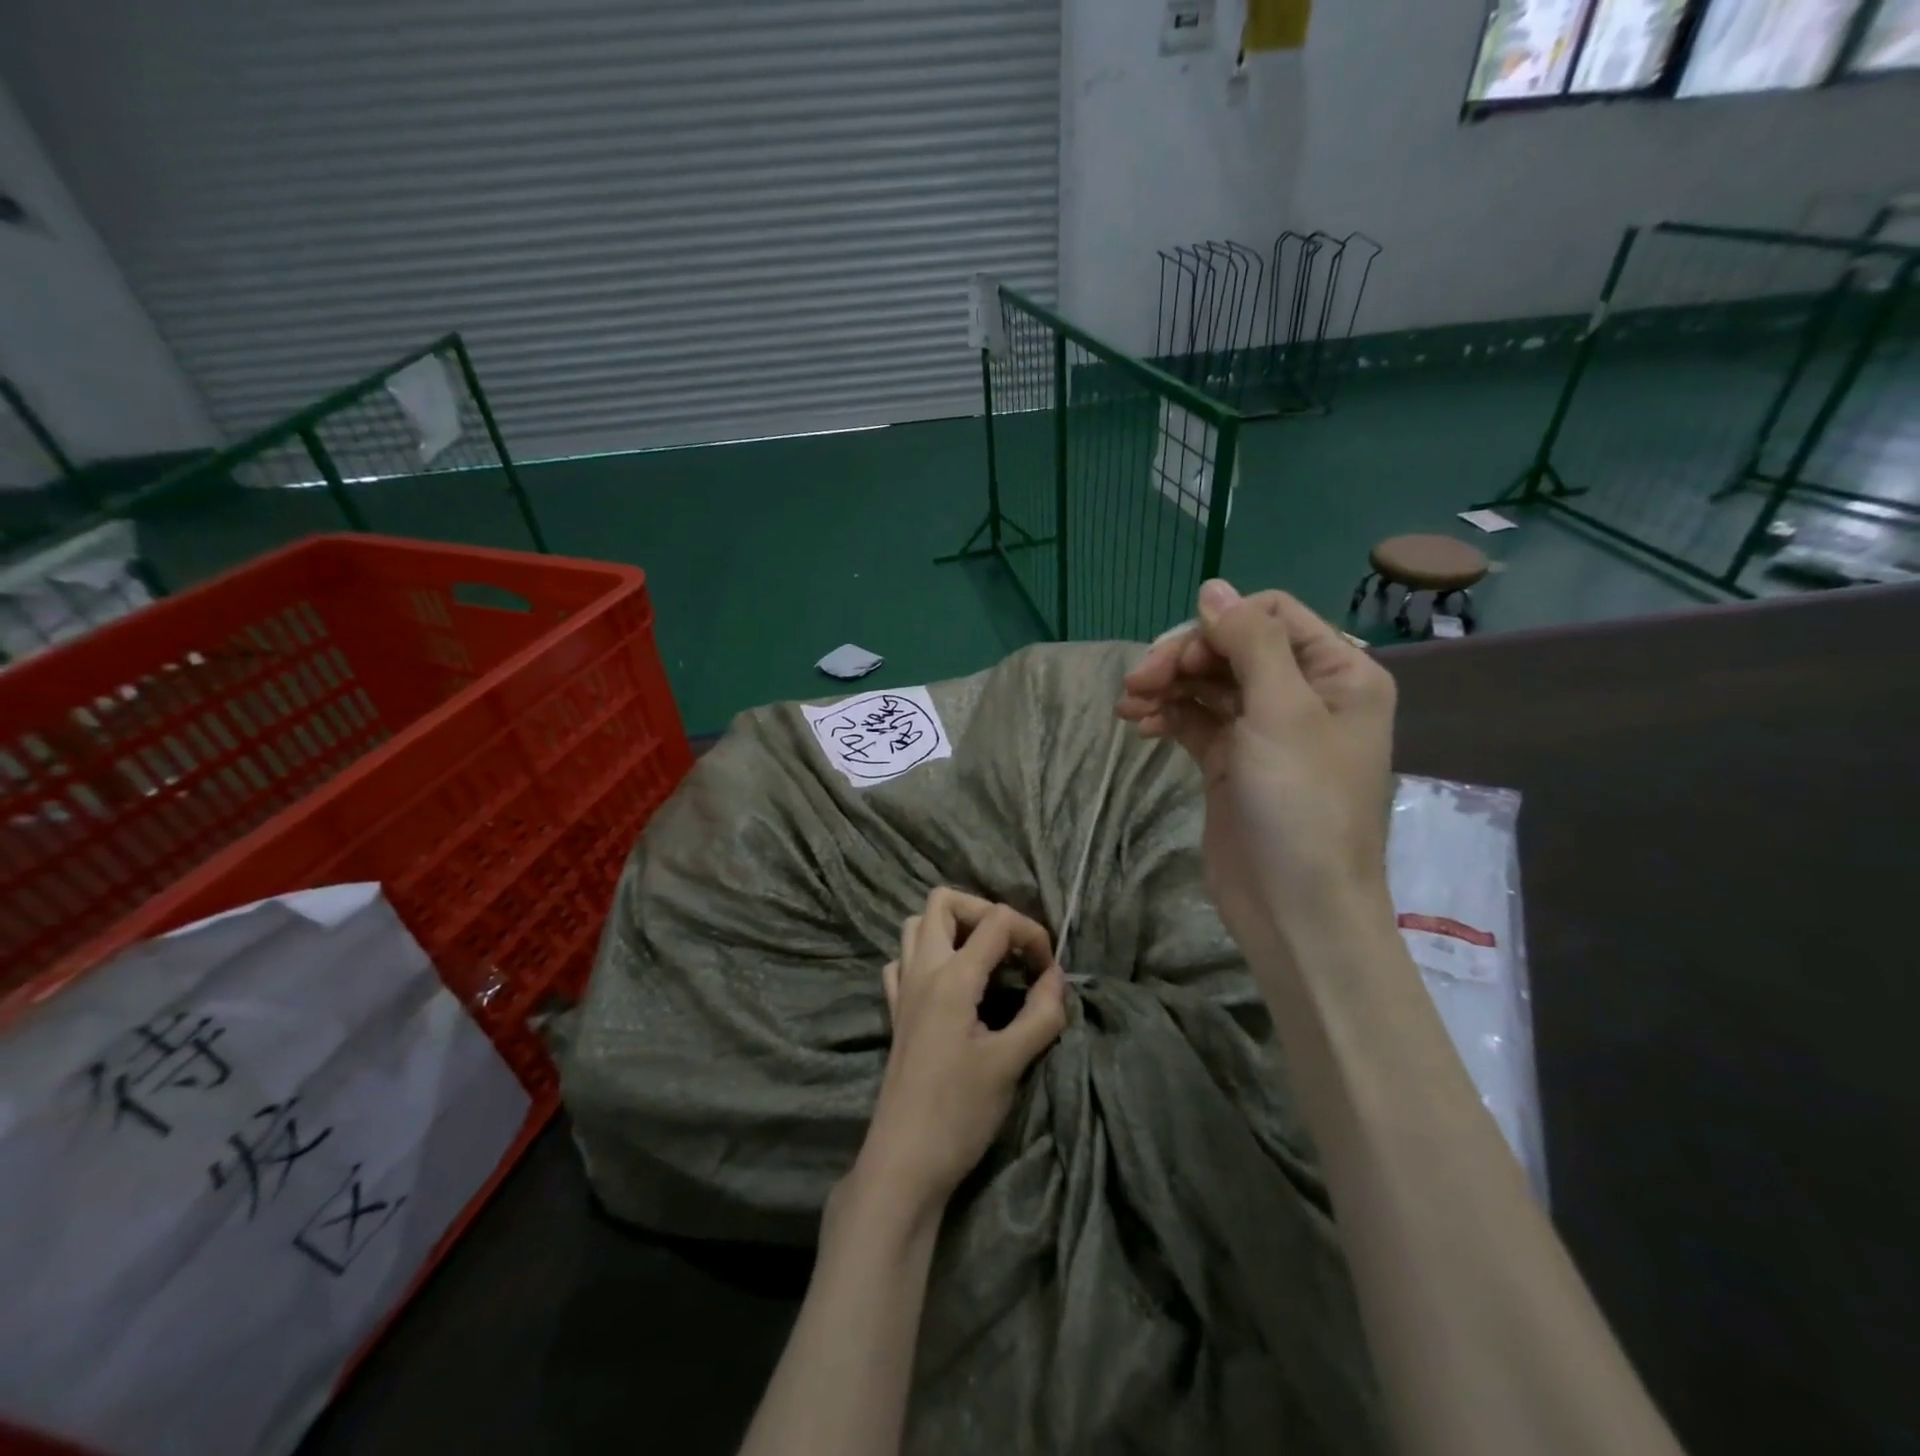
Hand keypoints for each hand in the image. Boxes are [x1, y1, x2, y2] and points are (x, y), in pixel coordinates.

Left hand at [852, 889, 1067, 1216]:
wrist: (905, 1161)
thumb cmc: (960, 1112)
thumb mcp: (1012, 1063)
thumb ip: (1042, 1013)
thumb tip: (1057, 977)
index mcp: (953, 977)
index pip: (997, 921)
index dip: (1032, 934)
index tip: (1049, 972)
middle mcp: (922, 970)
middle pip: (943, 902)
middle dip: (984, 912)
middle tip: (1011, 949)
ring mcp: (903, 989)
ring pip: (917, 926)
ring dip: (953, 928)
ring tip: (985, 960)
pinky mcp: (896, 1011)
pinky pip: (903, 961)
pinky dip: (928, 957)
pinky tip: (950, 985)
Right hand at [1115, 580, 1397, 949]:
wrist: (1295, 908)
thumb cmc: (1301, 804)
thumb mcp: (1282, 711)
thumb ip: (1249, 641)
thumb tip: (1212, 587)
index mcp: (1338, 673)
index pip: (1270, 616)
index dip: (1219, 624)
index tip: (1178, 654)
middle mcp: (1304, 694)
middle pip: (1233, 648)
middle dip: (1183, 658)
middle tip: (1138, 682)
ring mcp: (1265, 730)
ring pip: (1209, 684)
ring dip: (1167, 686)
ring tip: (1128, 704)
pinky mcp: (1232, 762)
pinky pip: (1196, 721)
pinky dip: (1168, 715)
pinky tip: (1138, 724)